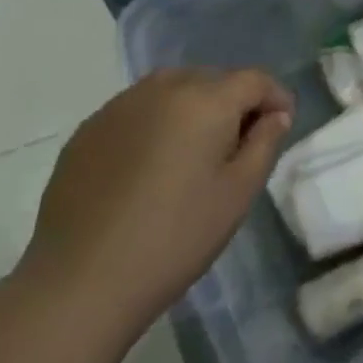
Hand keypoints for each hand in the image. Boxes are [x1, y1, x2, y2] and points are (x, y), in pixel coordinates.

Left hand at [19, 68, 292, 333]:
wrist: (80, 282)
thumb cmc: (175, 237)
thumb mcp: (238, 193)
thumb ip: (264, 143)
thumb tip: (275, 115)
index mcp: (205, 100)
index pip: (253, 80)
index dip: (275, 97)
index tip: (282, 124)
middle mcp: (162, 89)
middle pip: (212, 79)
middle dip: (233, 102)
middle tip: (238, 144)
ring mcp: (118, 107)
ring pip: (171, 89)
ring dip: (193, 107)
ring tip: (194, 151)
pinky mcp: (87, 131)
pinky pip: (137, 111)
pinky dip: (155, 123)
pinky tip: (150, 166)